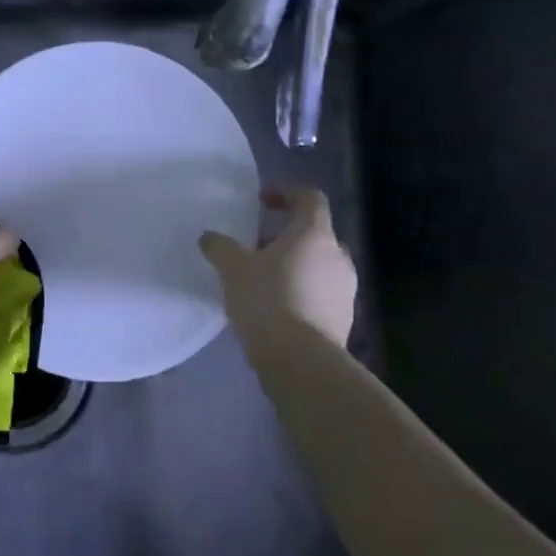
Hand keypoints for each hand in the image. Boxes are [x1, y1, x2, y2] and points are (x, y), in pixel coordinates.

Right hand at [200, 186, 356, 353]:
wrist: (302, 362)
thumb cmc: (268, 300)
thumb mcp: (233, 269)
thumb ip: (220, 247)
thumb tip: (209, 237)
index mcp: (315, 234)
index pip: (311, 198)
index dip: (288, 194)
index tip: (263, 202)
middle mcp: (338, 256)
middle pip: (316, 234)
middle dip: (288, 237)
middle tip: (258, 248)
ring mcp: (346, 290)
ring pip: (320, 266)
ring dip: (295, 267)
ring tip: (264, 282)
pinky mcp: (344, 320)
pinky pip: (322, 295)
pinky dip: (302, 293)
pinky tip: (277, 310)